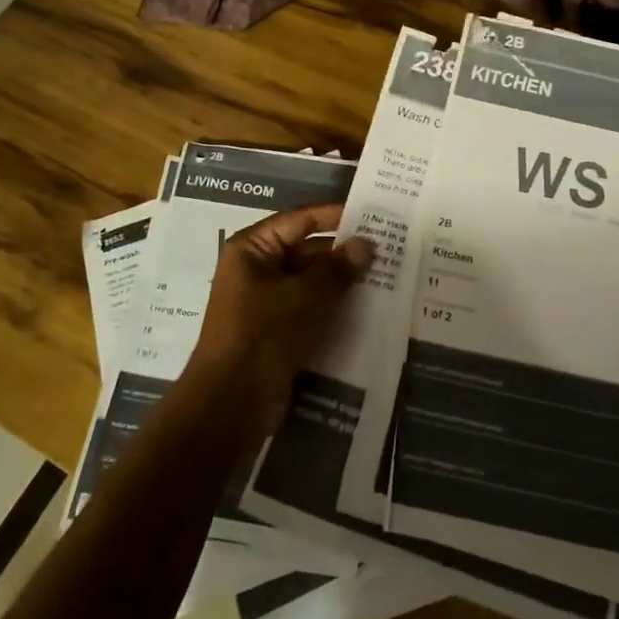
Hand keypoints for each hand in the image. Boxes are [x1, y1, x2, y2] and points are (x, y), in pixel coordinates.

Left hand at [186, 204, 374, 438]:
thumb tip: (365, 244)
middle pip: (304, 250)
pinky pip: (306, 309)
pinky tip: (364, 311)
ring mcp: (262, 302)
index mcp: (252, 249)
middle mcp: (254, 269)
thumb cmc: (265, 334)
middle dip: (341, 253)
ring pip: (308, 282)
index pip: (299, 220)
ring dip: (339, 283)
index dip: (334, 216)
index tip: (370, 215)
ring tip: (383, 279)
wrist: (231, 403)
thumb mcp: (307, 296)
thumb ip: (339, 268)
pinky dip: (330, 308)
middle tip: (386, 252)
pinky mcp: (273, 331)